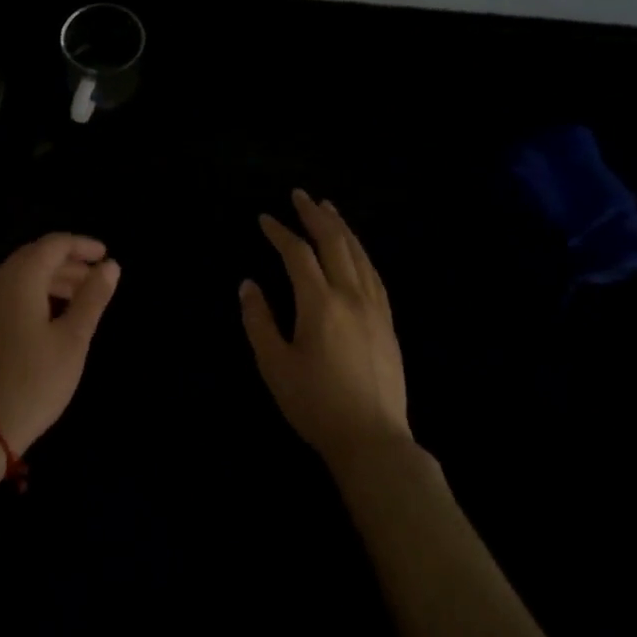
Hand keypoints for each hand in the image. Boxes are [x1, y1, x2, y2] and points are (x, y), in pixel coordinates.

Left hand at [0, 234, 120, 451]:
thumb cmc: (34, 382)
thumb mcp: (72, 340)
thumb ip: (92, 298)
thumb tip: (110, 266)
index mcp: (18, 279)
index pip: (52, 244)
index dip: (81, 245)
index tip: (105, 256)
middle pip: (34, 257)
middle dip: (68, 263)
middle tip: (97, 279)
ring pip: (20, 276)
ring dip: (51, 280)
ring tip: (80, 299)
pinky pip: (7, 294)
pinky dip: (33, 294)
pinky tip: (51, 316)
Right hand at [240, 190, 410, 466]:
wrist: (373, 440)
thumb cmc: (316, 404)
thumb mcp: (274, 366)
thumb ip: (259, 321)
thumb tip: (248, 285)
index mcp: (320, 304)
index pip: (298, 255)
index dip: (280, 233)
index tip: (264, 218)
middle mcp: (351, 296)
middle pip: (334, 244)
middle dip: (315, 216)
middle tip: (300, 195)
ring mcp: (375, 308)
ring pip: (359, 255)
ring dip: (341, 228)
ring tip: (328, 209)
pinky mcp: (388, 323)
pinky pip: (375, 274)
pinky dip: (361, 253)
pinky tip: (356, 250)